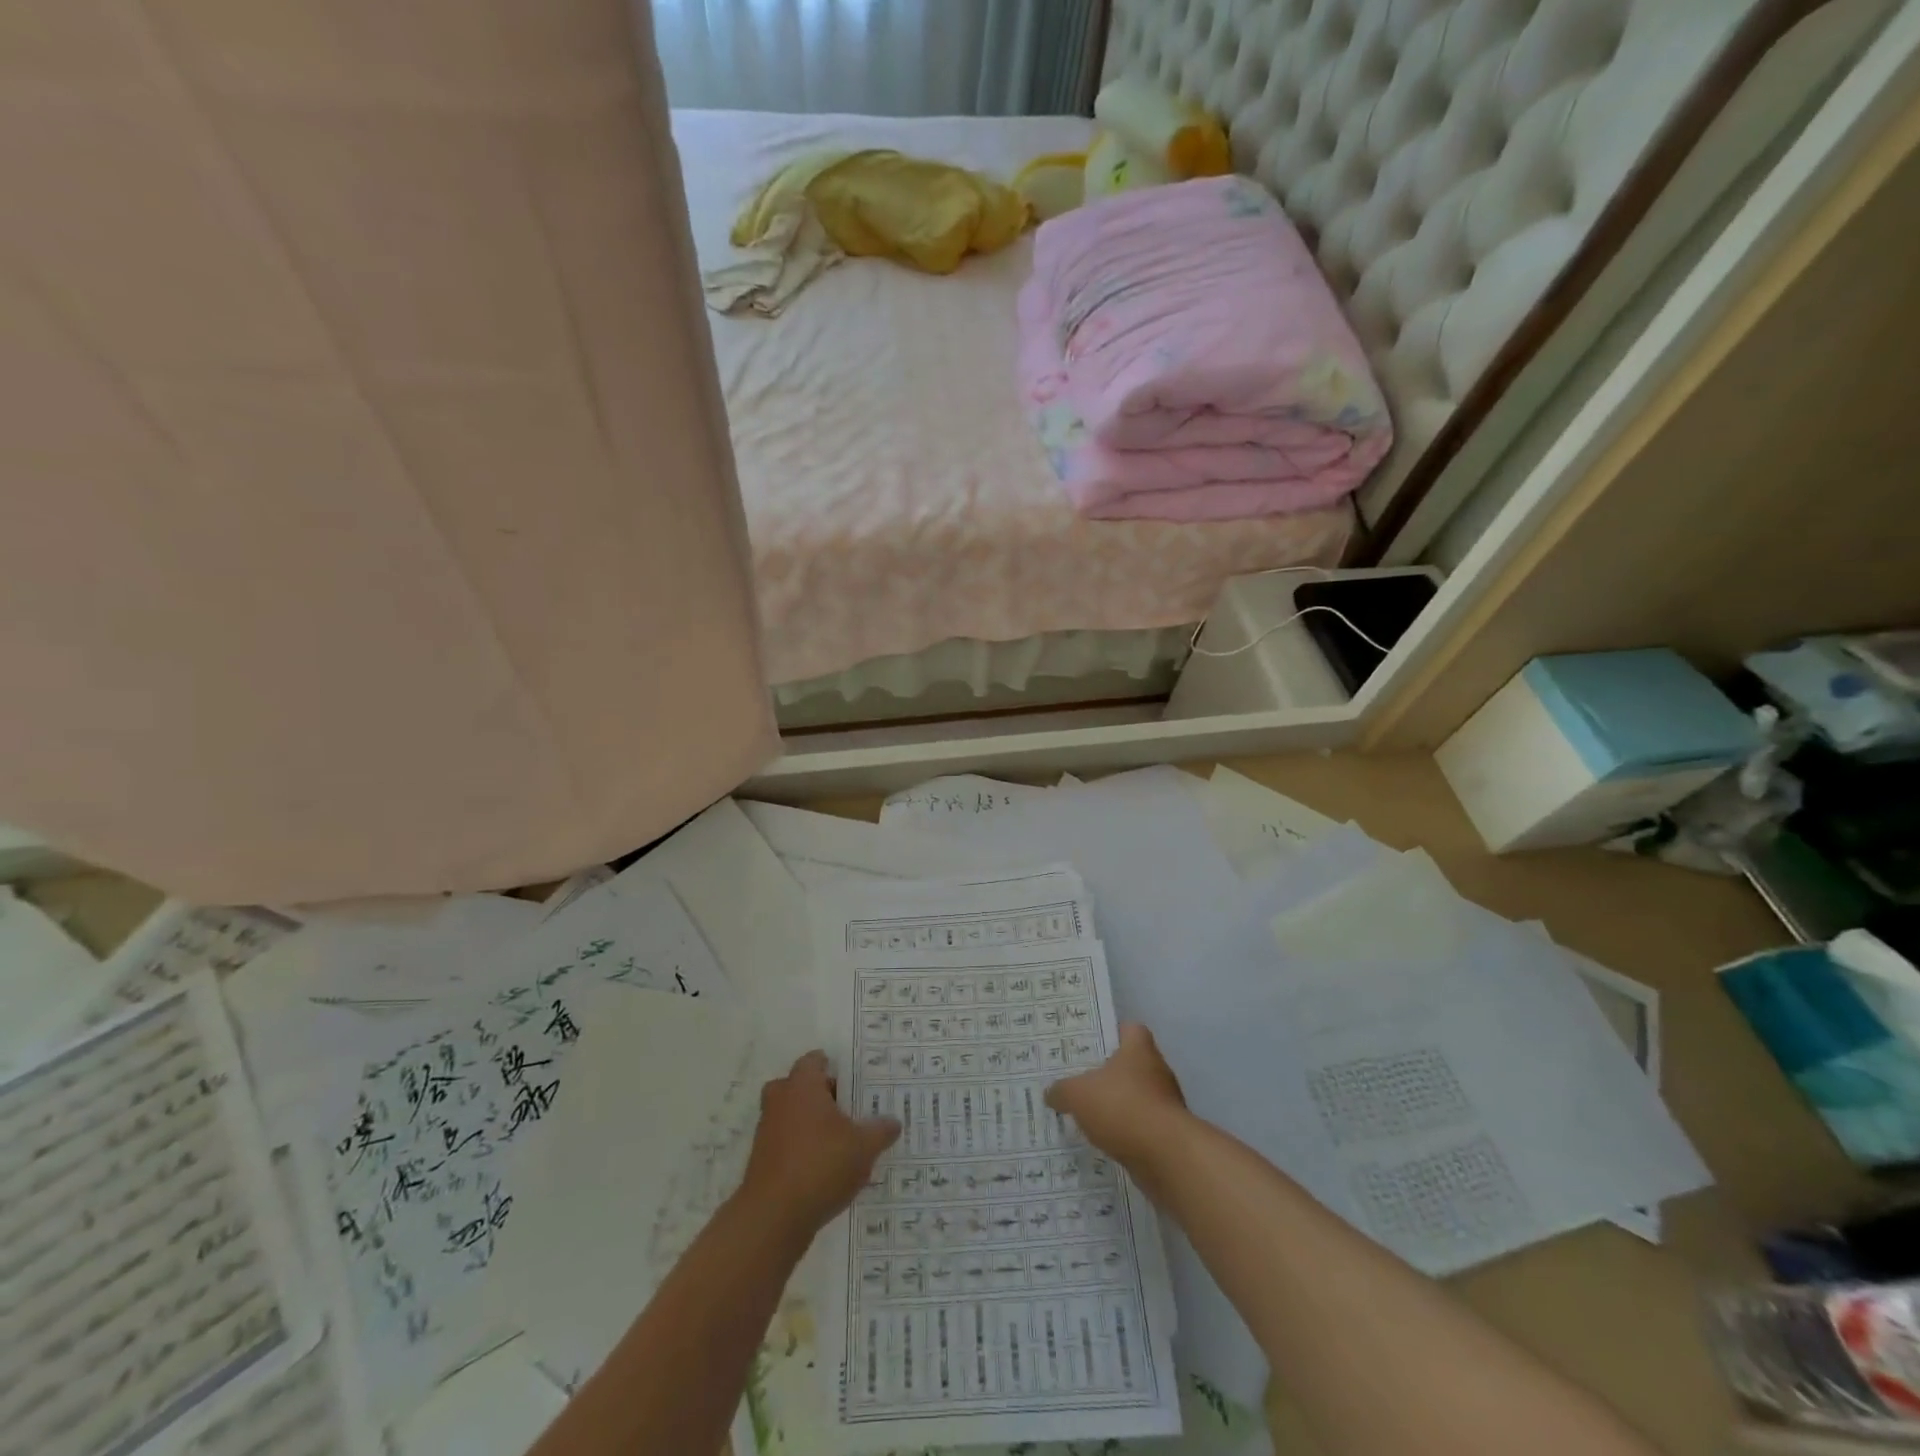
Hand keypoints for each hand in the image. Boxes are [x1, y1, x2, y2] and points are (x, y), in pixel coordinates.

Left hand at [737, 1051, 900, 1237]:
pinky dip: (801, 1149)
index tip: (852, 1080)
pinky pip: (786, 1144)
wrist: (773, 1218)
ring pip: (791, 1116)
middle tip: (847, 1108)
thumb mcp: (864, 1147)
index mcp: (802, 1086)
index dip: (833, 1067)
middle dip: (821, 1096)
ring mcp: (767, 1132)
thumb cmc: (821, 1165)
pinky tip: (825, 1169)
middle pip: (799, 1087)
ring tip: (841, 1142)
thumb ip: (880, 1130)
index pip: (814, 1061)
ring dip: (811, 1125)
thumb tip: (894, 1121)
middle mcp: (780, 1101)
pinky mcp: (762, 1161)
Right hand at [1045, 1023, 1187, 1163]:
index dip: (1113, 1034)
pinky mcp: (1169, 1135)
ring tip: (1090, 1116)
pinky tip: (1106, 1142)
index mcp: (1139, 1049)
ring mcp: (1167, 1104)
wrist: (1166, 1156)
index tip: (1093, 1046)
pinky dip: (1127, 1133)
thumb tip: (1052, 1093)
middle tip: (1082, 1082)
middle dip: (1111, 1075)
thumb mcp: (1077, 1094)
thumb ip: (1062, 1090)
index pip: (1131, 1029)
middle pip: (1133, 1065)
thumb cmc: (1122, 1107)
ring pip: (1138, 1098)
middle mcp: (1157, 1071)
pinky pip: (1143, 1128)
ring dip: (1119, 1107)